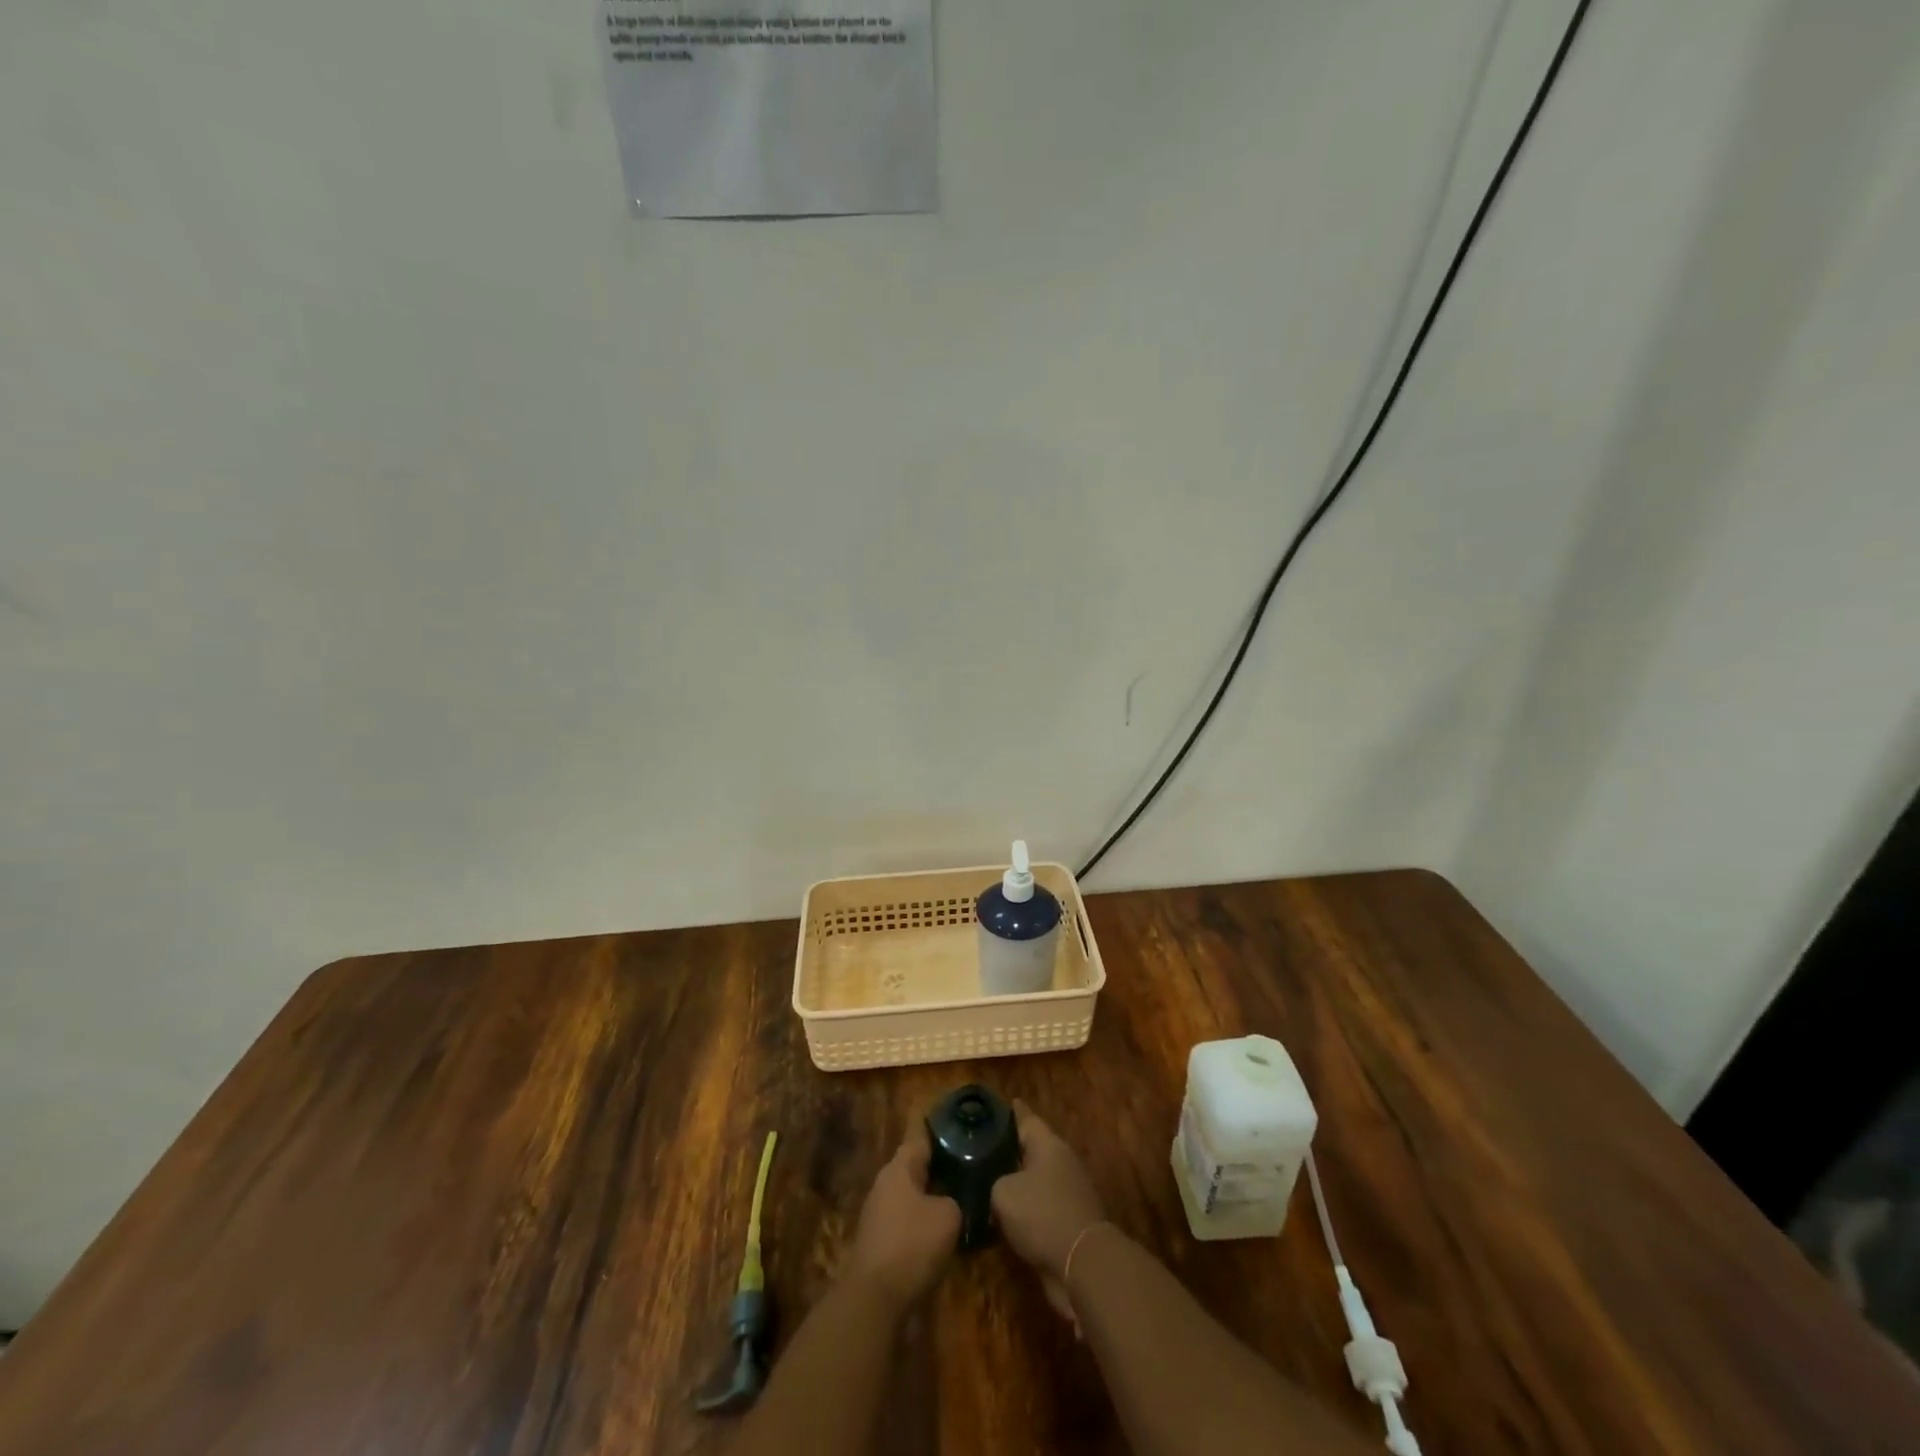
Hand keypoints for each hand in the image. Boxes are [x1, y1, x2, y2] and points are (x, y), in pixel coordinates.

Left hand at [843, 1126, 961, 1308]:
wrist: (874, 1300)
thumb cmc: (912, 1245)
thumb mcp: (948, 1217)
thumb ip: (956, 1200)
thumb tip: (954, 1202)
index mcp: (899, 1168)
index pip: (921, 1137)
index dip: (940, 1130)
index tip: (959, 1125)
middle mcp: (885, 1185)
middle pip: (916, 1167)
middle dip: (940, 1166)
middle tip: (969, 1164)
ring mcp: (879, 1214)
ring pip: (912, 1196)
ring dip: (933, 1196)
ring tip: (962, 1198)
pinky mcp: (879, 1243)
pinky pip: (907, 1221)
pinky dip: (925, 1222)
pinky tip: (945, 1232)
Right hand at [992, 1102, 1107, 1281]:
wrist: (1082, 1263)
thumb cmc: (1042, 1214)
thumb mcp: (1004, 1193)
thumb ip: (994, 1182)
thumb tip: (994, 1187)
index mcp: (1048, 1144)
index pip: (1026, 1118)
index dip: (1010, 1112)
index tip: (996, 1105)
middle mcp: (1061, 1161)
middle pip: (1031, 1148)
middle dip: (1009, 1148)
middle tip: (981, 1148)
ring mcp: (1069, 1191)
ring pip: (1035, 1179)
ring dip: (1016, 1182)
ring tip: (987, 1183)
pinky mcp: (1070, 1220)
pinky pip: (1041, 1206)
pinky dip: (1024, 1210)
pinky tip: (1002, 1217)